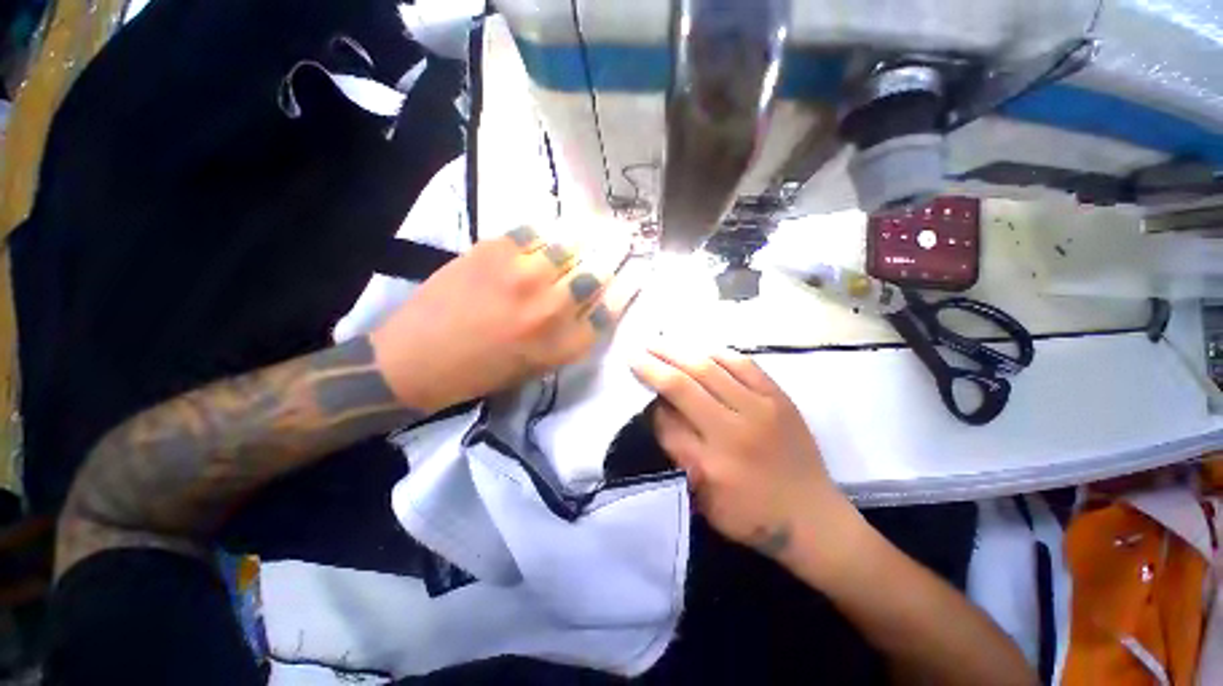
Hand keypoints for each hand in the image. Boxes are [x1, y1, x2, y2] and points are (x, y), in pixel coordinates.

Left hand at [371, 225, 637, 412]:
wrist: (419, 359)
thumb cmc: (483, 371)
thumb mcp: (538, 365)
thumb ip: (569, 335)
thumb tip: (590, 302)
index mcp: (564, 344)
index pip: (610, 309)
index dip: (628, 286)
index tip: (636, 270)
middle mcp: (552, 309)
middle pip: (596, 272)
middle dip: (615, 251)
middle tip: (623, 235)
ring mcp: (523, 276)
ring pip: (569, 245)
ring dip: (585, 235)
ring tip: (593, 224)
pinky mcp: (493, 252)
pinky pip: (531, 231)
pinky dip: (543, 230)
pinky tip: (547, 232)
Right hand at [631, 344, 857, 560]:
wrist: (813, 517)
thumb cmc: (750, 514)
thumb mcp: (703, 496)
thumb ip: (678, 450)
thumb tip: (659, 408)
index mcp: (712, 460)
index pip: (668, 416)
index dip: (650, 391)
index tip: (636, 372)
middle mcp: (735, 428)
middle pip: (686, 383)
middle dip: (657, 362)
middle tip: (638, 348)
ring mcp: (762, 408)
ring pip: (712, 367)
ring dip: (681, 351)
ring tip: (661, 342)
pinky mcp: (780, 398)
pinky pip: (744, 364)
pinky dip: (718, 353)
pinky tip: (701, 348)